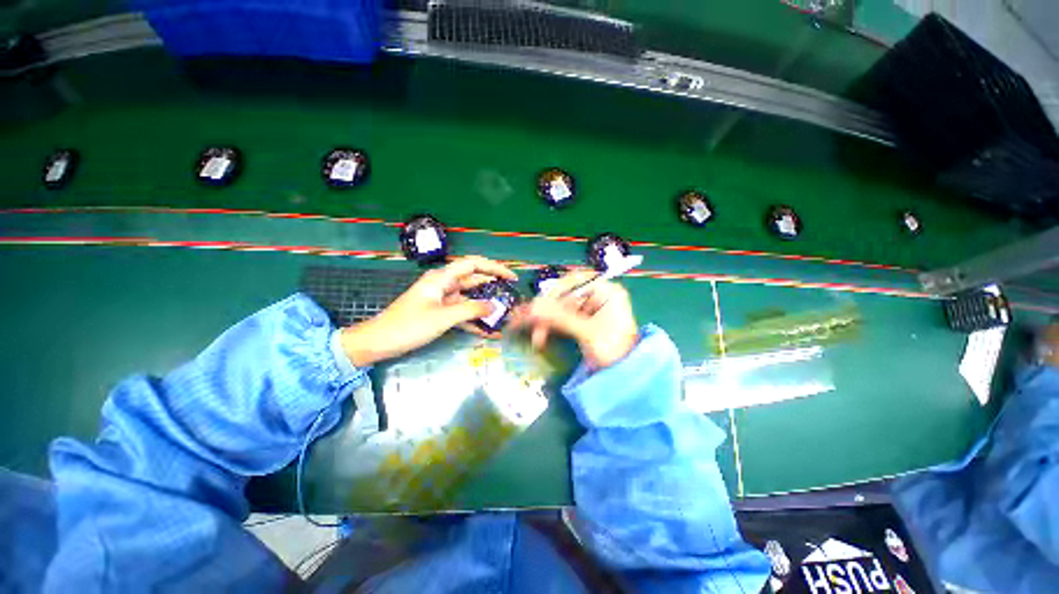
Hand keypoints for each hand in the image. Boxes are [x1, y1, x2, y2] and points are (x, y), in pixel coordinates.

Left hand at [338, 256, 516, 365]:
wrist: (379, 342)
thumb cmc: (408, 325)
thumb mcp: (443, 317)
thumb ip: (471, 310)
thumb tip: (494, 306)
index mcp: (442, 278)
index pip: (474, 264)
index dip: (495, 268)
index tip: (511, 277)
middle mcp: (444, 285)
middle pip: (474, 281)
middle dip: (493, 289)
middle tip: (512, 298)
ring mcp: (442, 299)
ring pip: (470, 299)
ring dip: (485, 307)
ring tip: (504, 316)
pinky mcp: (440, 313)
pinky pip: (462, 313)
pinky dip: (474, 321)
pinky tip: (488, 332)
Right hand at [512, 271, 638, 368]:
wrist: (627, 374)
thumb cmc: (614, 350)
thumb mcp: (586, 332)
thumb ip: (559, 317)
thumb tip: (533, 307)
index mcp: (605, 290)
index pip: (573, 282)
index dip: (554, 293)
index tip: (539, 306)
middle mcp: (597, 295)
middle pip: (564, 296)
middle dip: (548, 312)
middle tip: (533, 326)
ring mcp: (590, 308)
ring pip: (561, 308)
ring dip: (547, 322)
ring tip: (537, 338)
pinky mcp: (584, 321)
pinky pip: (563, 318)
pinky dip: (552, 326)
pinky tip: (541, 335)